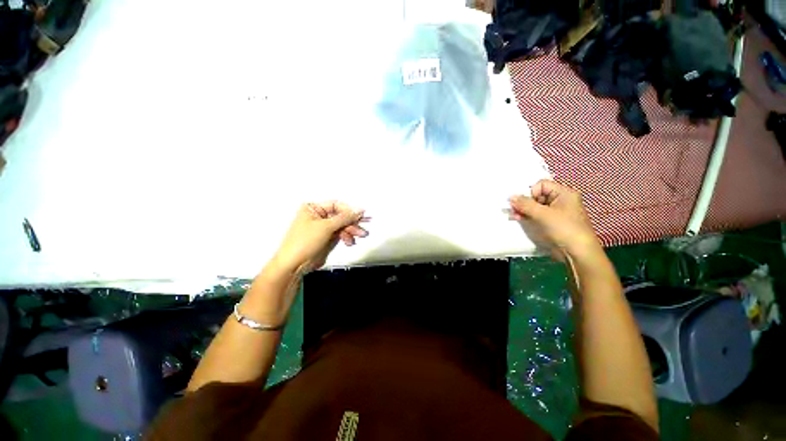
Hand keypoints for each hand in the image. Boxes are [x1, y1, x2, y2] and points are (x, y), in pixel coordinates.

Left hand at [271, 202, 367, 273]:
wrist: (294, 265)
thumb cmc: (305, 241)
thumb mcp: (326, 227)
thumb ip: (345, 218)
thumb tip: (360, 209)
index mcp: (313, 208)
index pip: (336, 205)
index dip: (349, 210)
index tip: (361, 216)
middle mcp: (318, 216)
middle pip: (341, 216)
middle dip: (352, 223)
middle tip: (363, 228)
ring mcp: (323, 227)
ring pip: (342, 226)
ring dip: (351, 231)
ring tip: (360, 236)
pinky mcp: (326, 238)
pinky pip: (340, 234)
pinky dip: (346, 237)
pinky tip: (350, 242)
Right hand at [509, 180, 600, 260]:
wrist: (577, 253)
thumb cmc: (564, 229)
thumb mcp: (543, 215)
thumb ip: (525, 204)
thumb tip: (511, 197)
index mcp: (563, 193)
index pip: (541, 184)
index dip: (531, 192)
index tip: (525, 204)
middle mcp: (560, 200)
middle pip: (536, 195)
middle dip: (524, 202)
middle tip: (514, 210)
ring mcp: (555, 212)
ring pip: (534, 205)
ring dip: (523, 210)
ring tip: (514, 216)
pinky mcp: (550, 222)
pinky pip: (536, 214)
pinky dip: (527, 216)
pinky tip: (518, 219)